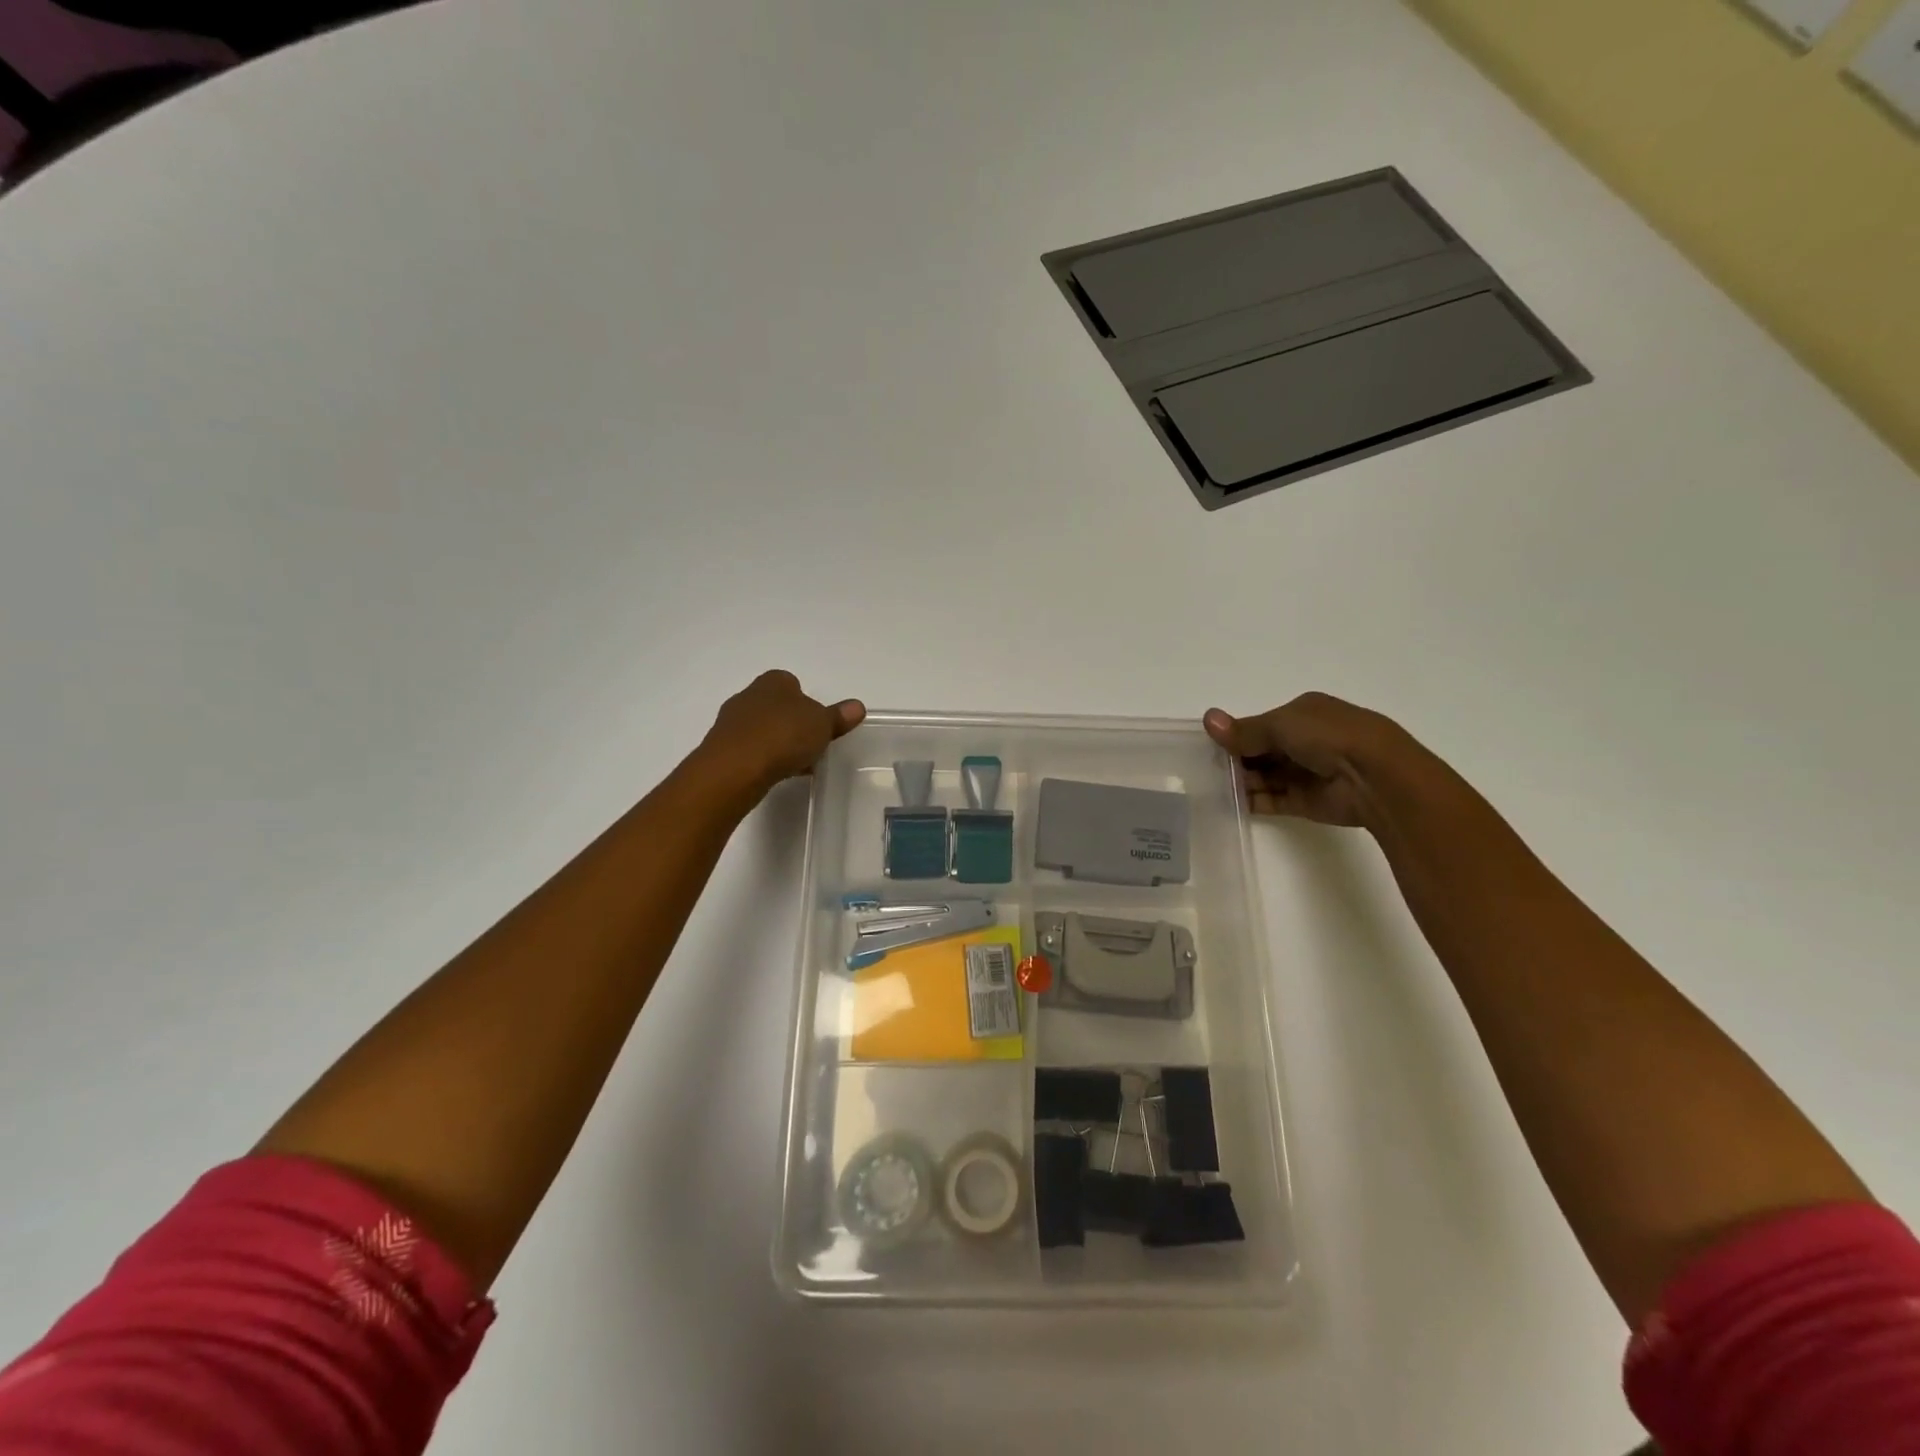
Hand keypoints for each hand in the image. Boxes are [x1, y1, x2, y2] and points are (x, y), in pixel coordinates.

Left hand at [700, 670, 864, 796]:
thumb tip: (857, 706)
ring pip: (761, 728)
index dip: (806, 701)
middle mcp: (749, 695)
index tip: (817, 722)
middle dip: (791, 722)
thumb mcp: (822, 725)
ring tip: (795, 763)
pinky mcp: (722, 748)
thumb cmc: (783, 735)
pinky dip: (763, 759)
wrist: (735, 768)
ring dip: (776, 742)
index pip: (792, 683)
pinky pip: (749, 750)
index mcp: (774, 681)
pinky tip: (775, 773)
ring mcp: (731, 722)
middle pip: (776, 706)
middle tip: (810, 743)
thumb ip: (838, 716)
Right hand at [1202, 693, 1407, 828]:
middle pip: (1262, 751)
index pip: (1263, 724)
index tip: (1210, 745)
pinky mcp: (1306, 801)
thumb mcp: (1280, 724)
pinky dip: (1251, 801)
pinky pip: (1272, 800)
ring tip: (1209, 786)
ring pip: (1265, 776)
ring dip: (1241, 781)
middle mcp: (1307, 741)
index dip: (1237, 733)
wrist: (1375, 776)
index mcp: (1304, 713)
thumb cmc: (1328, 736)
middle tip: (1204, 768)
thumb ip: (1243, 730)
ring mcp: (1307, 773)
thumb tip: (1208, 719)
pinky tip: (1226, 802)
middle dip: (1236, 758)